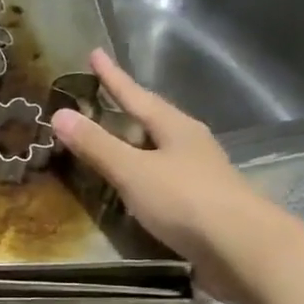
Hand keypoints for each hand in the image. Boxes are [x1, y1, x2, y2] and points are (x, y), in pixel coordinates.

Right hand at [49, 50, 298, 303]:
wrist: (244, 250)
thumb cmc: (186, 201)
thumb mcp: (133, 171)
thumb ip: (97, 145)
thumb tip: (59, 113)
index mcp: (176, 128)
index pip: (136, 95)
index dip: (113, 77)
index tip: (95, 53)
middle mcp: (190, 145)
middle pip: (153, 119)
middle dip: (127, 108)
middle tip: (102, 96)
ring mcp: (199, 175)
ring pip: (160, 149)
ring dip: (136, 143)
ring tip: (114, 139)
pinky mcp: (201, 205)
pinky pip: (162, 179)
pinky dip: (142, 175)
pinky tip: (134, 186)